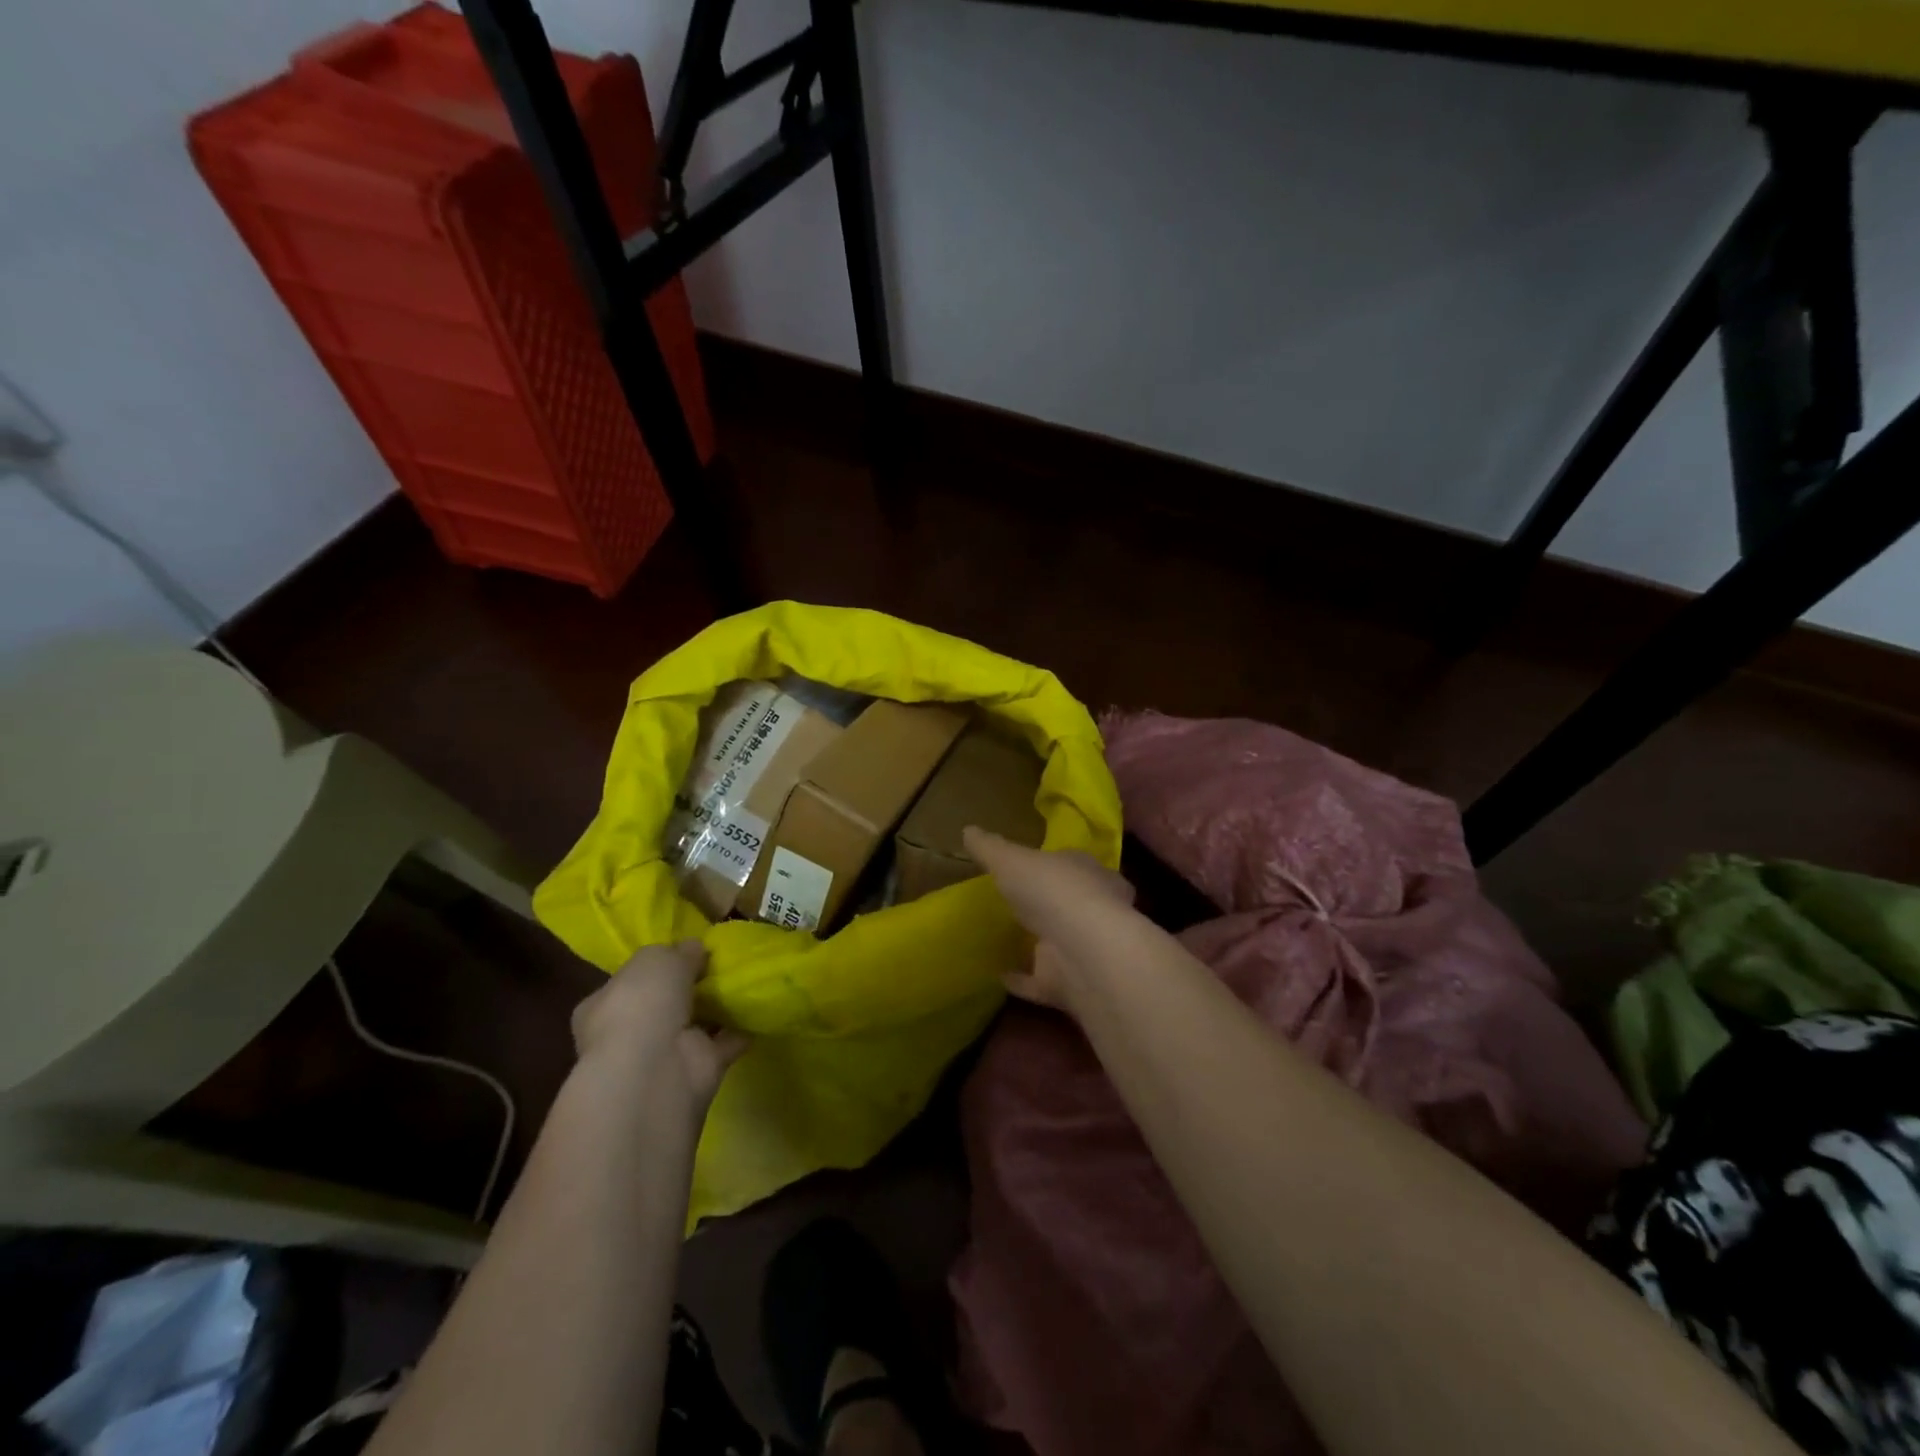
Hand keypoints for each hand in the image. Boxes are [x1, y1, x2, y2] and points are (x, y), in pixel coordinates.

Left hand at [571, 941, 747, 1111]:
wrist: (656, 1067)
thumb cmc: (641, 1004)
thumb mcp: (656, 958)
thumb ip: (677, 951)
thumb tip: (695, 949)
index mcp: (603, 1005)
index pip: (628, 982)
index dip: (656, 966)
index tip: (686, 951)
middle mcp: (629, 1033)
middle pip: (664, 1004)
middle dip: (689, 988)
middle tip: (720, 964)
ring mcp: (665, 1054)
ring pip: (695, 1024)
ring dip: (718, 1007)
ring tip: (747, 979)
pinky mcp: (698, 1069)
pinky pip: (724, 1043)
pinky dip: (741, 1028)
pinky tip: (759, 1007)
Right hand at [963, 826, 1135, 1014]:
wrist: (1083, 950)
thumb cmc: (1052, 890)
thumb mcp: (1011, 859)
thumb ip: (990, 847)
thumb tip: (968, 830)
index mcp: (1088, 872)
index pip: (1073, 864)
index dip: (1053, 865)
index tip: (1032, 867)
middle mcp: (1094, 908)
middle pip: (1071, 903)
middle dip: (1049, 905)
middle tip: (1019, 905)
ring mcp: (1084, 949)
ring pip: (1059, 942)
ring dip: (1037, 943)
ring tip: (1006, 940)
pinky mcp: (1071, 984)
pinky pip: (1040, 981)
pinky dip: (1022, 979)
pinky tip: (999, 976)